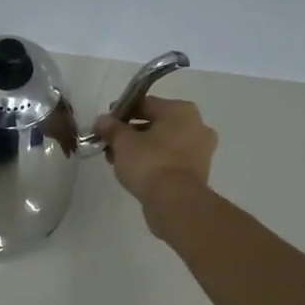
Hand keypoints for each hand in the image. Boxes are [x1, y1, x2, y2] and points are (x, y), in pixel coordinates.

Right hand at [96, 96, 216, 206]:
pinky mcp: (198, 172)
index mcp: (182, 110)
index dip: (121, 113)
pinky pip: (170, 160)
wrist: (175, 202)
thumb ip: (111, 127)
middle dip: (131, 132)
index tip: (105, 125)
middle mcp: (197, 126)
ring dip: (141, 148)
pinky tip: (135, 172)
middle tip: (110, 144)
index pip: (145, 103)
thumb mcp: (122, 142)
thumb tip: (103, 121)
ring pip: (163, 143)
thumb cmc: (150, 162)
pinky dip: (154, 162)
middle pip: (155, 123)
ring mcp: (201, 150)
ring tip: (118, 160)